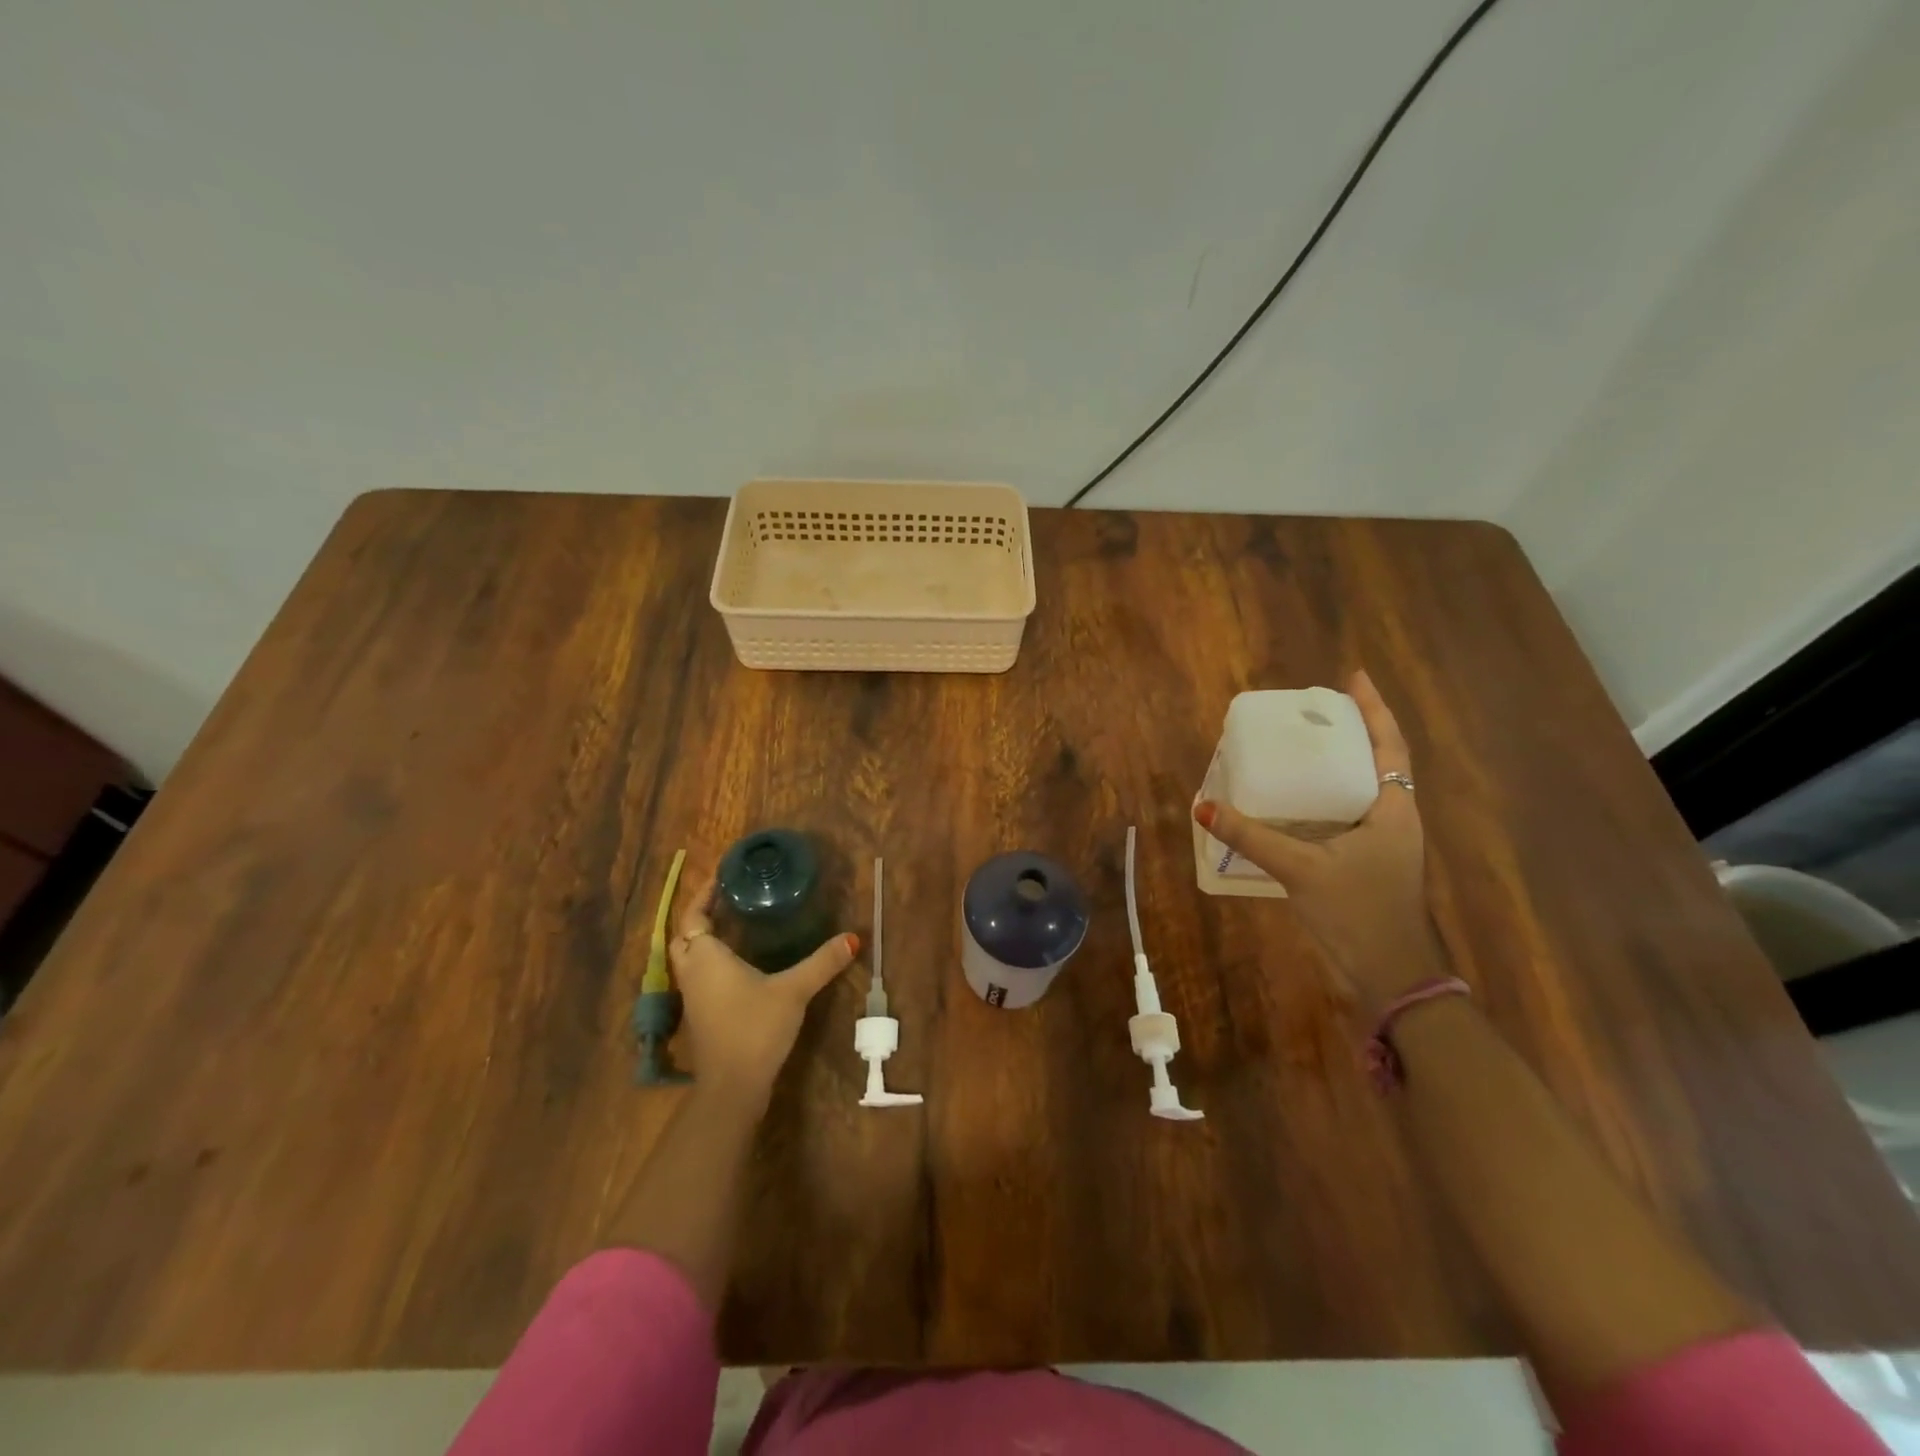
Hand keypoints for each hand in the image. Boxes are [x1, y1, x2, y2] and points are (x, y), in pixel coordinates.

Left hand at [668, 874, 857, 1107]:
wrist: (732, 1087)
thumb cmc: (755, 1028)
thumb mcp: (793, 990)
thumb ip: (822, 962)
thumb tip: (853, 937)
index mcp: (706, 957)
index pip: (693, 916)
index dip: (703, 895)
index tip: (720, 876)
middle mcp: (693, 973)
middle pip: (684, 936)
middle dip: (700, 916)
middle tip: (727, 899)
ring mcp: (693, 998)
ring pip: (689, 959)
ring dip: (702, 939)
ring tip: (733, 924)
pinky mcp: (701, 1017)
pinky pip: (698, 977)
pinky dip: (709, 962)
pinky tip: (737, 964)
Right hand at [1194, 670, 1445, 1014]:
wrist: (1392, 976)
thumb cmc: (1357, 913)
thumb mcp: (1300, 869)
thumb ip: (1251, 837)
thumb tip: (1203, 806)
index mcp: (1393, 810)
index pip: (1389, 746)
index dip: (1374, 709)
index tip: (1353, 678)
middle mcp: (1395, 819)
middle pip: (1378, 761)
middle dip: (1354, 731)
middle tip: (1316, 712)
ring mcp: (1385, 844)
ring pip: (1364, 789)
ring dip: (1341, 764)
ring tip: (1305, 747)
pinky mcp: (1370, 863)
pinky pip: (1350, 814)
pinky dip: (1328, 797)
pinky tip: (1298, 802)